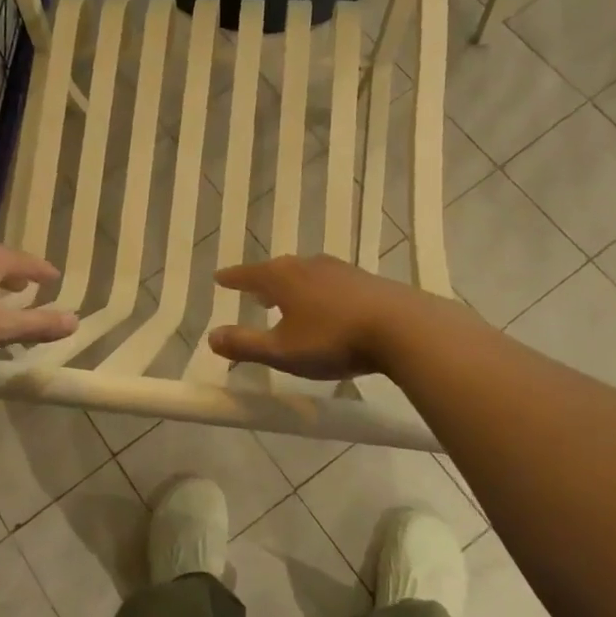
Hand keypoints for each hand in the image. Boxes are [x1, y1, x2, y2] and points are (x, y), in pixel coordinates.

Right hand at [208, 255, 414, 379]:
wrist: (404, 328)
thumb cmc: (334, 339)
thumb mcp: (282, 350)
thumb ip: (245, 344)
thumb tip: (211, 337)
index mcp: (283, 278)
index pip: (249, 275)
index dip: (233, 279)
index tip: (219, 278)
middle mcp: (309, 266)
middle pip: (279, 270)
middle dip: (264, 281)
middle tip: (254, 292)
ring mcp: (341, 270)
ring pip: (307, 274)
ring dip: (293, 286)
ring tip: (288, 299)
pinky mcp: (367, 282)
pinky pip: (331, 283)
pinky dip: (319, 292)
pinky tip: (328, 307)